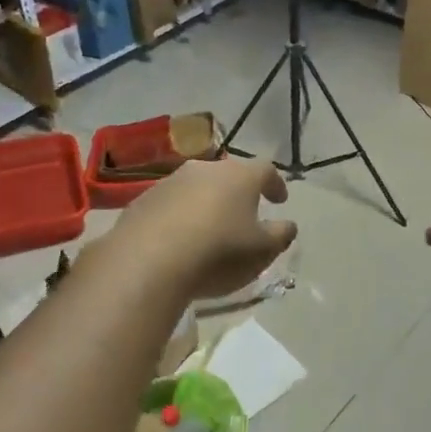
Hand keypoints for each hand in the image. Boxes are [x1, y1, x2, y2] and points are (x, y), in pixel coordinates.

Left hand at [118, 156, 297, 298]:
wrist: (147, 262)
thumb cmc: (218, 253)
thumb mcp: (262, 251)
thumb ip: (280, 235)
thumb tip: (288, 225)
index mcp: (240, 176)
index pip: (266, 170)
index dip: (275, 184)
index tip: (280, 200)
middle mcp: (205, 169)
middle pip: (228, 175)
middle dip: (238, 192)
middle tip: (244, 213)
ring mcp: (170, 182)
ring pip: (197, 187)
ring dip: (206, 203)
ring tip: (210, 229)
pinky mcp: (142, 201)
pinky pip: (170, 204)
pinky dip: (180, 216)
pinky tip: (179, 239)